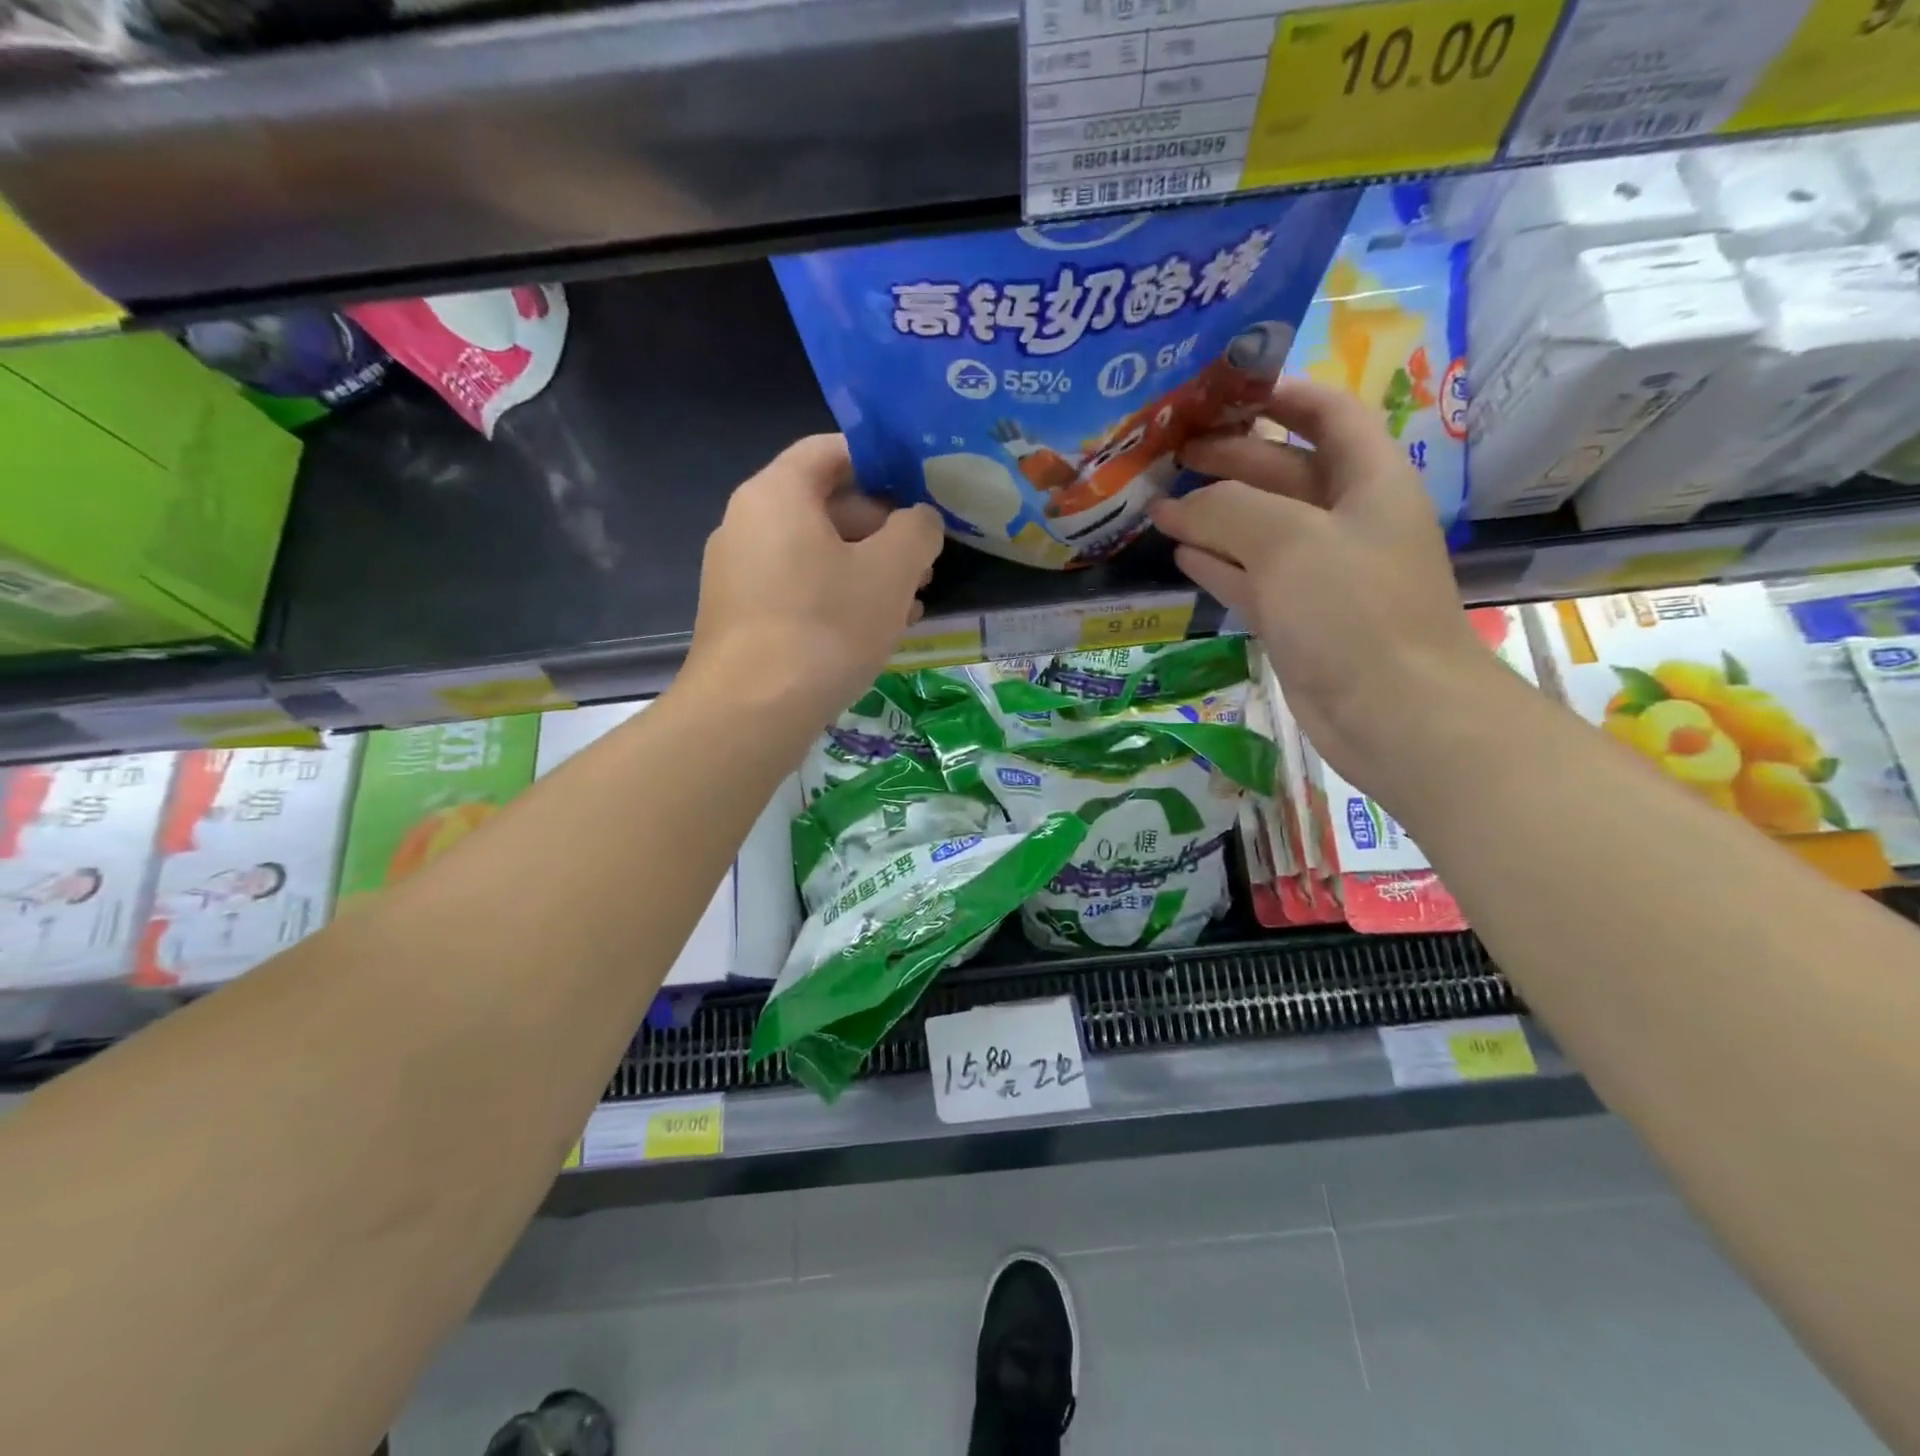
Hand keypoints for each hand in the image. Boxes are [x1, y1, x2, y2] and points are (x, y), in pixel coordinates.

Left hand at [686, 434, 943, 727]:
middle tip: (924, 561)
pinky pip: (797, 589)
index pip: (830, 451)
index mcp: (777, 494)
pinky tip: (875, 630)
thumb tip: (920, 520)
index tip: (920, 489)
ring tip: (911, 602)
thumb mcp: (891, 571)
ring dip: (866, 570)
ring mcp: (738, 573)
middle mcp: (747, 523)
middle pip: (824, 506)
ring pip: (815, 554)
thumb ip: (917, 531)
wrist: (750, 712)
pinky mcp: (741, 617)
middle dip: (882, 530)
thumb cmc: (825, 626)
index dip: (880, 462)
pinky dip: (837, 597)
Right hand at [1148, 379, 1498, 794]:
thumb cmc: (1353, 610)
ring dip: (1214, 513)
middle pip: (1283, 471)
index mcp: (1368, 481)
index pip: (1329, 414)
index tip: (1224, 389)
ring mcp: (1320, 573)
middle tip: (1170, 453)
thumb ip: (1228, 510)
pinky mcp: (1298, 617)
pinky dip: (1217, 562)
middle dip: (1230, 457)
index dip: (1282, 393)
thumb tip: (1177, 506)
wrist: (1393, 713)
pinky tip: (1180, 551)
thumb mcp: (1288, 542)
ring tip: (1159, 502)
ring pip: (1260, 527)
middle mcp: (1346, 520)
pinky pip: (1251, 576)